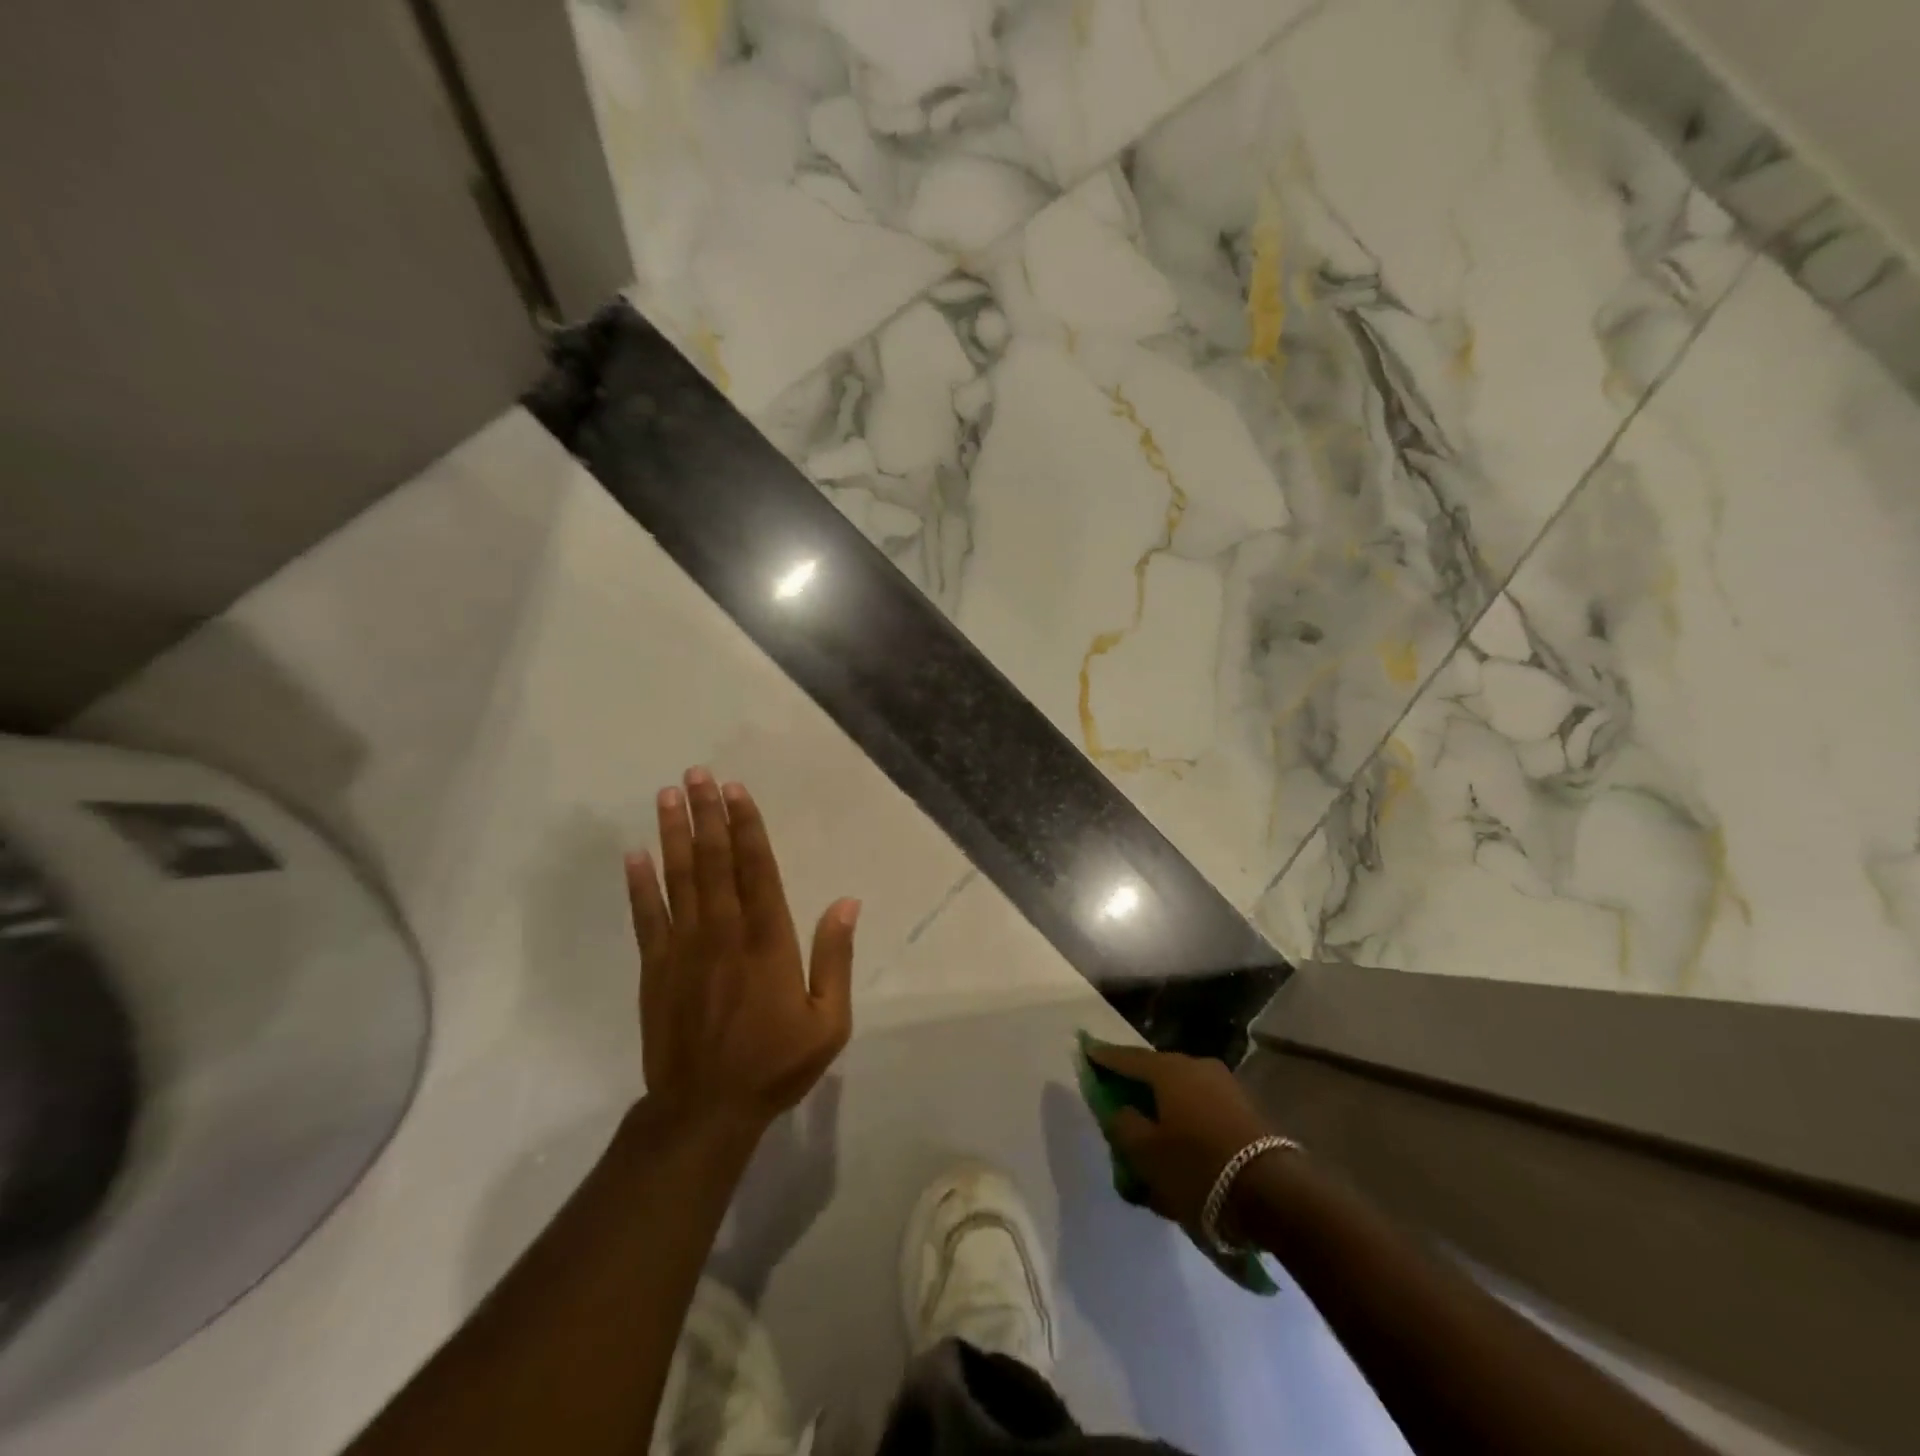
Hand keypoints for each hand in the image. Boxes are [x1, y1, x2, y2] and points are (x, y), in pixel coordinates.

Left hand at [625, 768, 858, 1137]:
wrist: (705, 1111)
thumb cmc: (774, 1064)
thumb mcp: (828, 1022)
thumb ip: (835, 958)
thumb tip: (847, 903)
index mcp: (768, 942)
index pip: (757, 870)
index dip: (747, 827)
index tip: (736, 791)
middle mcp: (724, 933)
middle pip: (715, 862)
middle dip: (706, 815)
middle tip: (696, 774)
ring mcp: (684, 949)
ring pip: (679, 880)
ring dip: (674, 835)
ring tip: (668, 796)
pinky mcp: (655, 969)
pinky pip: (646, 918)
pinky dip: (639, 885)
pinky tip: (634, 854)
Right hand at [1086, 1044, 1276, 1233]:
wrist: (1275, 1195)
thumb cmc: (1198, 1168)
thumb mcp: (1145, 1153)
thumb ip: (1123, 1124)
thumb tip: (1119, 1108)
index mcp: (1169, 1069)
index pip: (1126, 1058)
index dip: (1103, 1058)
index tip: (1086, 1052)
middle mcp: (1197, 1066)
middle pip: (1155, 1075)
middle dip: (1135, 1089)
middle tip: (1117, 1103)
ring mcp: (1225, 1087)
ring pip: (1181, 1095)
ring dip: (1163, 1112)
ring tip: (1150, 1139)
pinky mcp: (1245, 1111)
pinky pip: (1201, 1111)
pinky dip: (1185, 1125)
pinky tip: (1180, 1151)